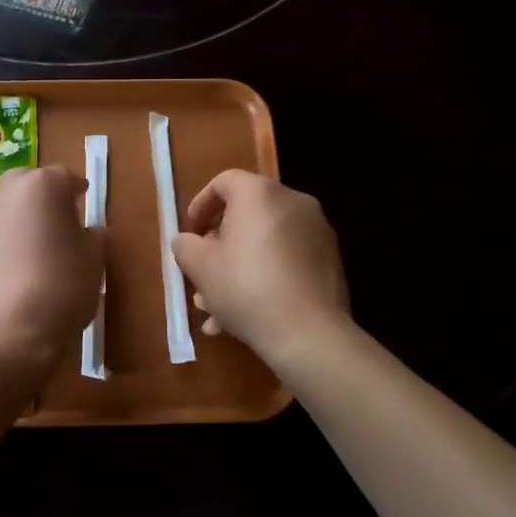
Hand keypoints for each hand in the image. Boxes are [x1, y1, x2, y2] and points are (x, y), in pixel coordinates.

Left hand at [0, 165, 104, 372]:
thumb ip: (93, 236)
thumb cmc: (61, 289)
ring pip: (2, 206)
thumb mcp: (93, 261)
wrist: (7, 333)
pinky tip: (8, 266)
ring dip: (17, 217)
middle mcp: (4, 190)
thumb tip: (88, 232)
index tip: (83, 204)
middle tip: (57, 223)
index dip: (77, 192)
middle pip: (28, 184)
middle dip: (42, 198)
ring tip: (30, 245)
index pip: (65, 178)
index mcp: (42, 185)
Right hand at [170, 170, 349, 362]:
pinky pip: (286, 261)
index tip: (190, 233)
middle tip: (201, 273)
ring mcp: (316, 232)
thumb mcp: (200, 266)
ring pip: (265, 243)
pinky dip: (264, 278)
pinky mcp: (329, 261)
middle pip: (246, 215)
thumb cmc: (246, 288)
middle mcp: (293, 203)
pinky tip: (245, 317)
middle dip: (218, 246)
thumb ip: (185, 245)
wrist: (309, 334)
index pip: (224, 182)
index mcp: (260, 193)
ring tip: (216, 308)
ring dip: (238, 269)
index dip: (200, 205)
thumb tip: (187, 241)